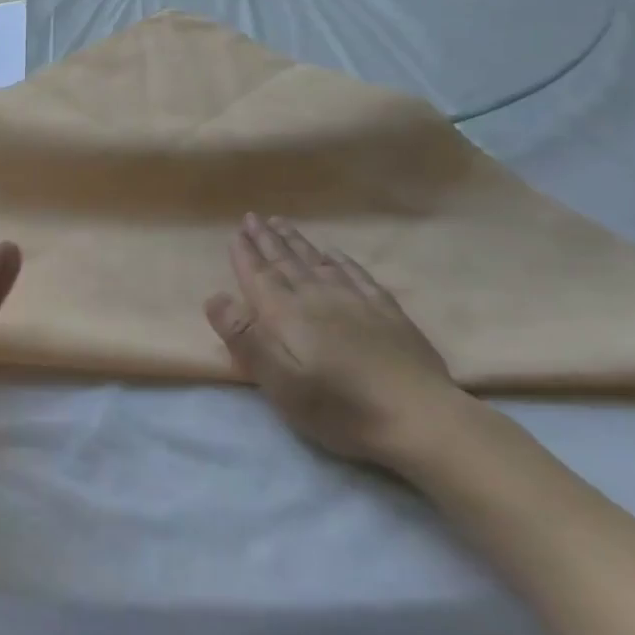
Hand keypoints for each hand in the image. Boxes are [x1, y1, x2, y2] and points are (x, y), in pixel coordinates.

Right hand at [205, 215, 465, 468]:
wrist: (418, 417)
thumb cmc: (339, 407)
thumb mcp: (279, 382)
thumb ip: (245, 338)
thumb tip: (215, 296)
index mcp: (287, 314)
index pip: (259, 276)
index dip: (246, 255)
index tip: (236, 232)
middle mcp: (317, 297)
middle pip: (286, 262)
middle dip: (267, 240)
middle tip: (254, 217)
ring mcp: (355, 301)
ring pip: (317, 262)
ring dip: (297, 242)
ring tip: (282, 224)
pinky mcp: (386, 312)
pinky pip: (357, 274)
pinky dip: (341, 260)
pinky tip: (334, 253)